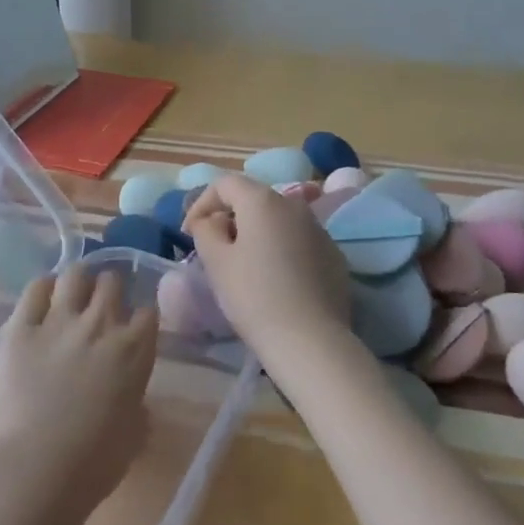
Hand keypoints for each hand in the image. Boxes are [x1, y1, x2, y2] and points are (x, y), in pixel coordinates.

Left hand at [0, 266, 157, 524]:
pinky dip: (42, 289)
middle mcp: (101, 324)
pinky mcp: (21, 326)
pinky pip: (34, 288)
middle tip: (100, 309)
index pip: (147, 312)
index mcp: (134, 351)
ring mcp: (59, 320)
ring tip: (71, 296)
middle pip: (112, 281)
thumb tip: (131, 399)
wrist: (34, 467)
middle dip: (109, 291)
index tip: (133, 329)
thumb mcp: (132, 436)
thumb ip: (135, 406)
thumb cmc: (92, 464)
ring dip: (77, 282)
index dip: (139, 319)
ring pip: (75, 274)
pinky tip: (42, 300)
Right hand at [186, 174, 356, 377]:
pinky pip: (299, 241)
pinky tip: (275, 279)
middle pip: (254, 199)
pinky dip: (281, 249)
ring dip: (257, 233)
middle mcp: (295, 205)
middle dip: (230, 217)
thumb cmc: (254, 296)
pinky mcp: (334, 255)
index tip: (189, 233)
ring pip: (278, 221)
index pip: (224, 184)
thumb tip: (213, 220)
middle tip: (214, 248)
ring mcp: (320, 230)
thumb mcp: (216, 261)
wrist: (310, 340)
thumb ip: (206, 229)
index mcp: (263, 201)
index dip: (201, 204)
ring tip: (244, 264)